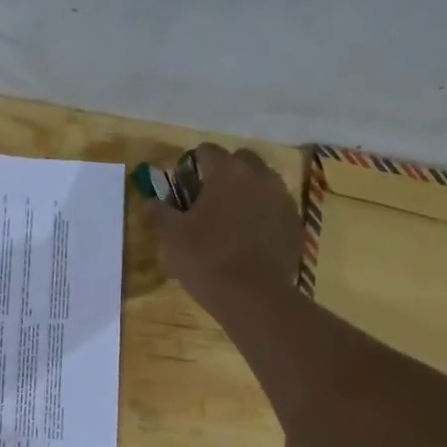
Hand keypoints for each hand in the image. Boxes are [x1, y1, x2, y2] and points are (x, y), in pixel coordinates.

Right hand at [146, 145, 302, 311]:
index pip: (207, 151)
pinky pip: (275, 208)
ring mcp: (283, 200)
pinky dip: (262, 215)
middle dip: (224, 172)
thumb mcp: (170, 237)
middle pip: (241, 160)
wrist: (253, 296)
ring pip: (262, 183)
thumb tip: (151, 202)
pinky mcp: (295, 224)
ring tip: (230, 219)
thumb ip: (158, 213)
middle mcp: (260, 177)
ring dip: (246, 192)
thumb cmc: (206, 259)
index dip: (192, 164)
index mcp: (227, 172)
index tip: (183, 183)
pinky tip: (249, 238)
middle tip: (207, 199)